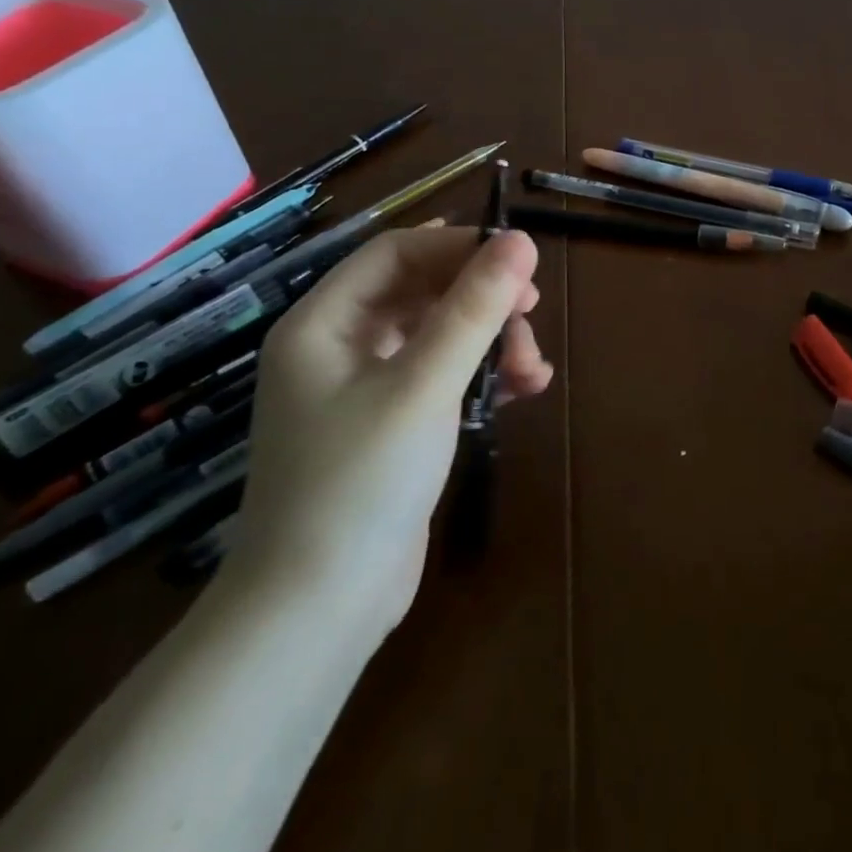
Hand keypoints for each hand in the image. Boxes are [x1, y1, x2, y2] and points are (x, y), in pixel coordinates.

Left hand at [227, 223, 551, 641]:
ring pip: (441, 333)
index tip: (519, 260)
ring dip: (492, 341)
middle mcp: (340, 346)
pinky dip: (483, 375)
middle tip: (532, 311)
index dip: (458, 246)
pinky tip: (523, 390)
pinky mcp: (393, 423)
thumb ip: (474, 308)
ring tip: (533, 369)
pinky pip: (444, 374)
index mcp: (324, 324)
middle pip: (423, 290)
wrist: (318, 611)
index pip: (396, 252)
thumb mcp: (425, 385)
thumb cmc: (360, 482)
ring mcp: (366, 387)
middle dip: (482, 299)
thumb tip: (521, 240)